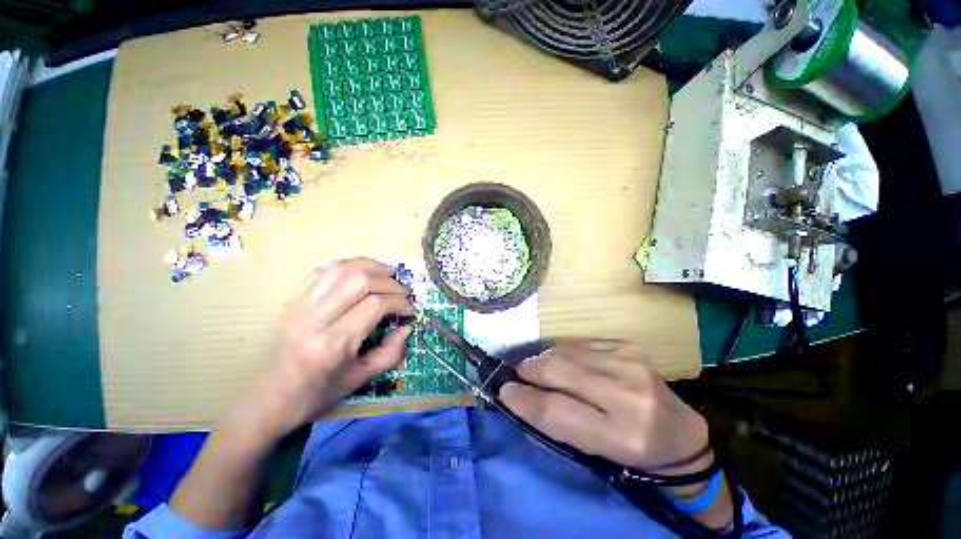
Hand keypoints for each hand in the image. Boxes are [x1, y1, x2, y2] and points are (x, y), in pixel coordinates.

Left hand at [239, 259, 413, 438]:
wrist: (267, 399)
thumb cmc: (316, 394)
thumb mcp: (360, 379)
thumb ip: (390, 352)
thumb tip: (406, 327)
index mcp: (332, 344)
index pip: (375, 304)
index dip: (399, 302)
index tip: (410, 310)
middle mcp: (314, 318)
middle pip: (359, 280)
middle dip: (389, 282)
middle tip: (403, 292)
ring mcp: (300, 305)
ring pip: (341, 269)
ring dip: (371, 267)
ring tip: (388, 274)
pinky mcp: (293, 299)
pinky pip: (324, 270)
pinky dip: (349, 266)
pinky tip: (363, 273)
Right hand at [500, 340, 709, 471]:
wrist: (679, 432)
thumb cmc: (632, 451)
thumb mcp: (594, 452)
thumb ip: (556, 423)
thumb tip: (518, 394)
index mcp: (621, 436)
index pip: (556, 411)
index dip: (523, 399)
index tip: (504, 391)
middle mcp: (627, 394)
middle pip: (558, 370)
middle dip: (529, 370)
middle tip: (517, 374)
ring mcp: (629, 363)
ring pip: (565, 351)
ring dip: (543, 359)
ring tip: (538, 368)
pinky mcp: (626, 346)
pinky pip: (579, 343)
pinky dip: (562, 352)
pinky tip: (563, 361)